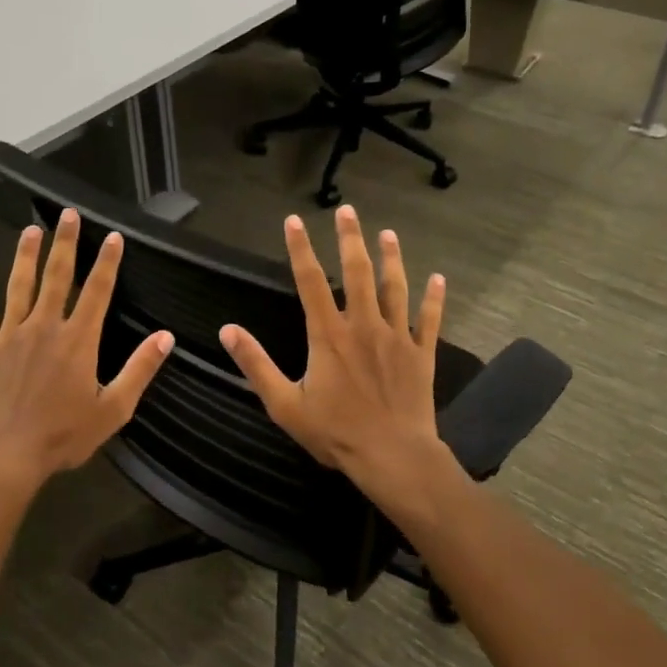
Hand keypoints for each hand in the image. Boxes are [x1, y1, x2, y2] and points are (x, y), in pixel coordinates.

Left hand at [0, 209, 172, 492]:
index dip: (107, 262)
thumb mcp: (113, 409)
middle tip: (68, 215)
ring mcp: (10, 336)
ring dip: (25, 257)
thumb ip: (139, 370)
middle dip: (65, 244)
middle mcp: (45, 328)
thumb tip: (166, 337)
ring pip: (18, 287)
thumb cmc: (63, 435)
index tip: (113, 236)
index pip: (98, 291)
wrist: (5, 456)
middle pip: (57, 277)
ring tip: (30, 231)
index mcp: (78, 341)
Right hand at [218, 206, 456, 514]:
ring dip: (392, 258)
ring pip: (395, 288)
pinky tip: (439, 278)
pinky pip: (430, 320)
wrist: (393, 456)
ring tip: (388, 233)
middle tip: (348, 210)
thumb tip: (227, 330)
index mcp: (328, 335)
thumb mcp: (284, 403)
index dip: (300, 249)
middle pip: (357, 272)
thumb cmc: (335, 433)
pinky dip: (435, 298)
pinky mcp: (422, 354)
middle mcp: (363, 325)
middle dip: (350, 238)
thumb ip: (256, 364)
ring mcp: (397, 337)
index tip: (294, 220)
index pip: (310, 281)